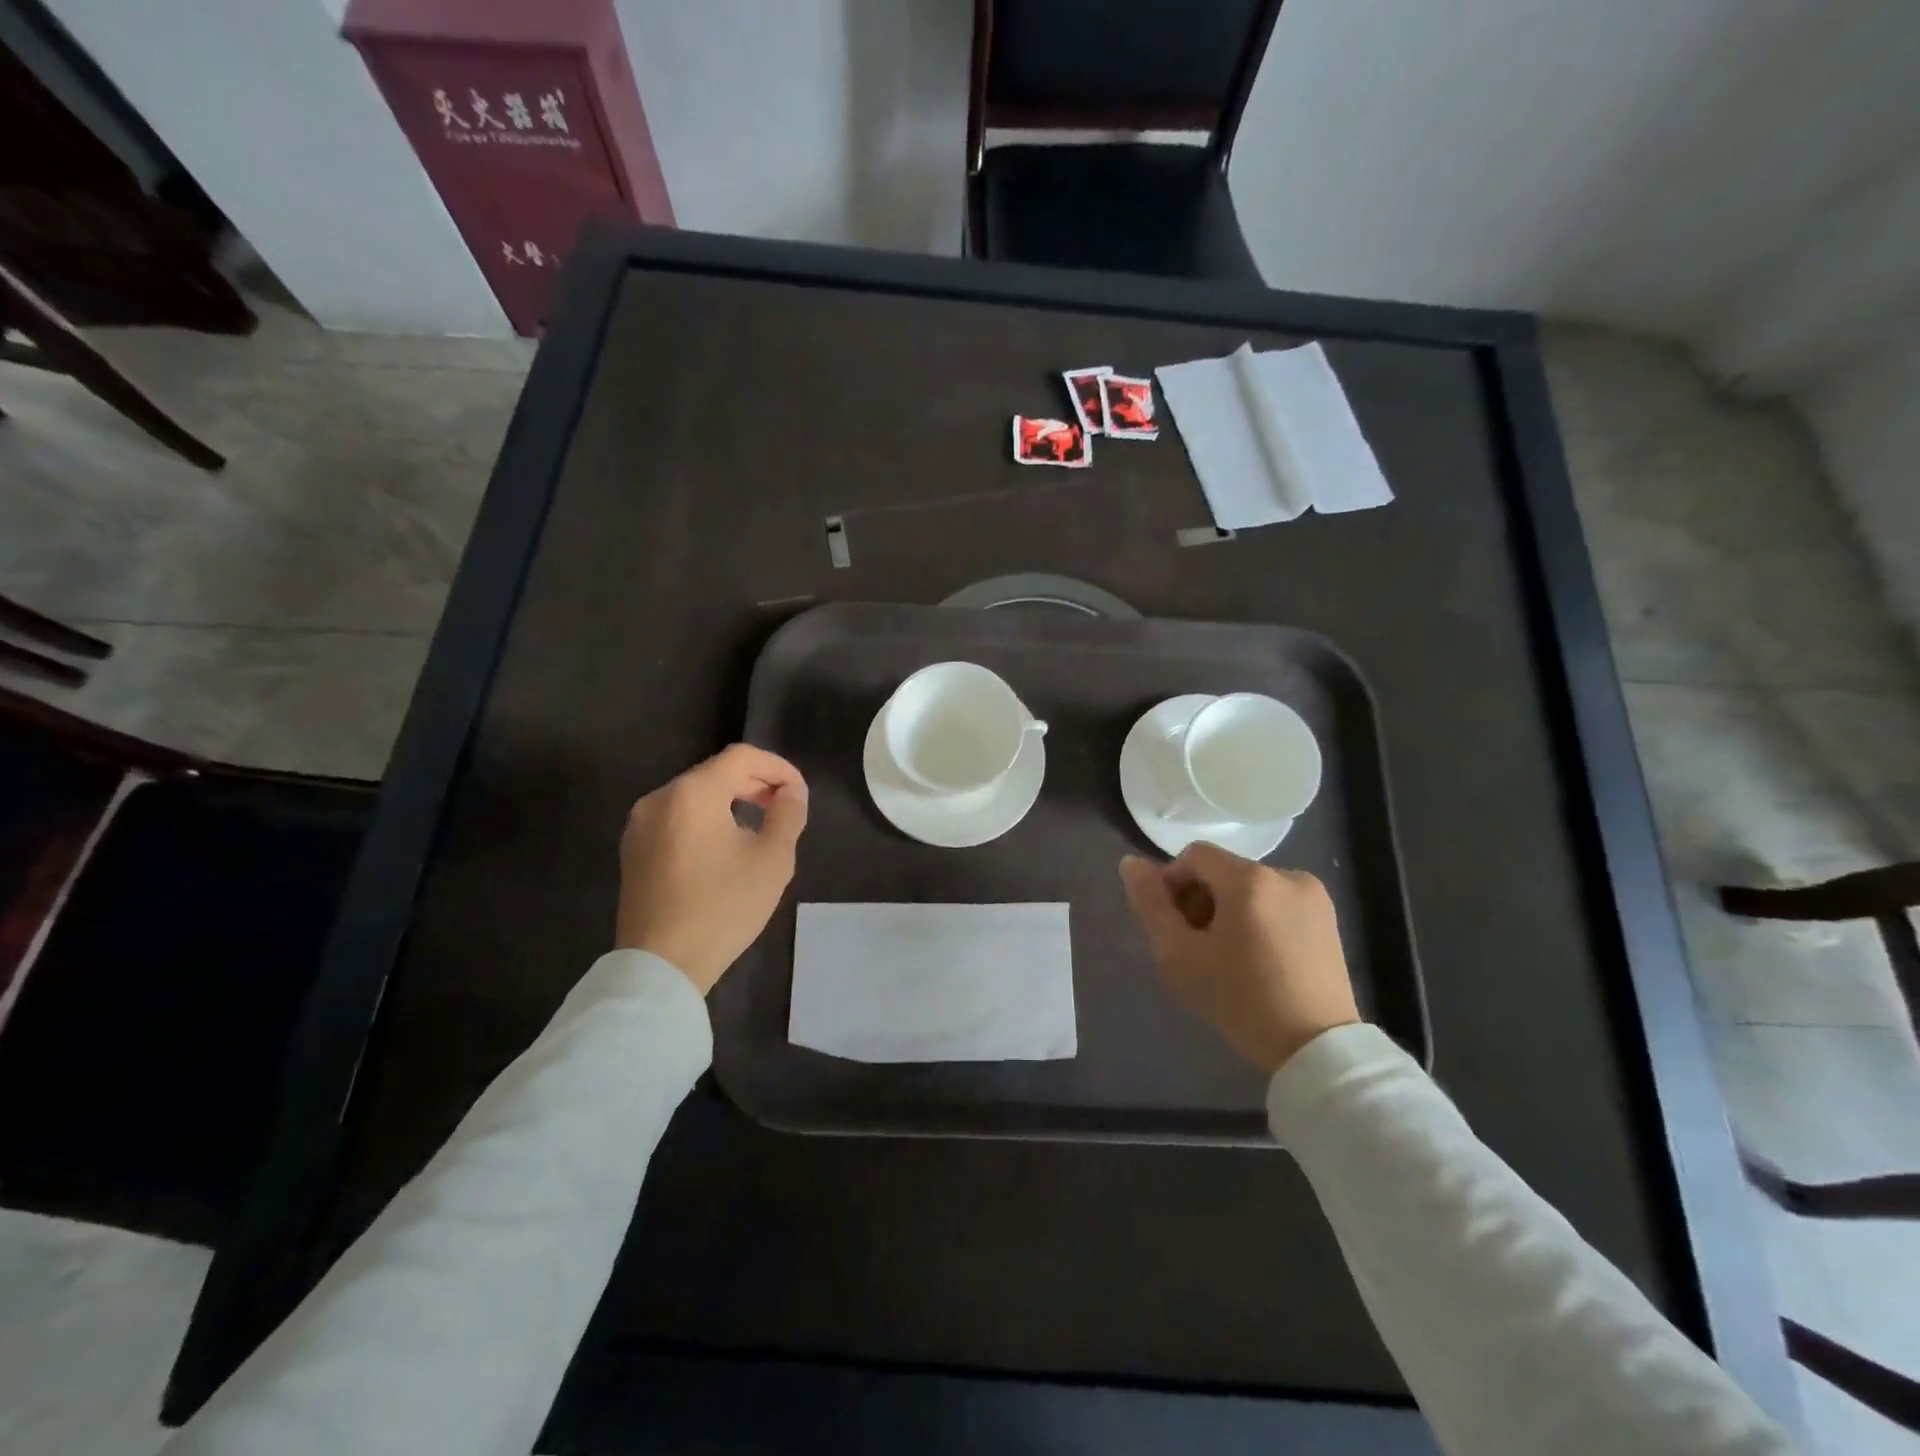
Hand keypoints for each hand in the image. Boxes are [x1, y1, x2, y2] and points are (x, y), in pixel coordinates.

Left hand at [616, 745, 808, 993]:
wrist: (660, 965)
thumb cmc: (722, 907)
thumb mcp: (772, 860)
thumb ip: (788, 814)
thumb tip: (791, 793)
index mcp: (693, 793)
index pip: (742, 757)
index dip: (778, 767)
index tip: (799, 794)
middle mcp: (660, 798)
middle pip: (716, 772)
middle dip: (755, 783)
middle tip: (785, 808)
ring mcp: (641, 825)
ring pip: (695, 794)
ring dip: (732, 800)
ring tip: (759, 827)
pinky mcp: (634, 850)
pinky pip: (677, 817)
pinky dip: (707, 819)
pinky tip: (725, 847)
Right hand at [1120, 842, 1359, 1074]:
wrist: (1316, 1049)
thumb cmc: (1240, 1001)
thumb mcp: (1179, 956)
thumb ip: (1150, 905)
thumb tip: (1130, 863)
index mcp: (1249, 879)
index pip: (1193, 855)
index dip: (1172, 883)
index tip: (1173, 926)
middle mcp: (1285, 874)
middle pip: (1222, 870)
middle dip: (1201, 899)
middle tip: (1196, 946)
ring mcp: (1312, 894)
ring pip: (1249, 886)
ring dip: (1229, 908)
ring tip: (1229, 955)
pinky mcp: (1329, 916)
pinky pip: (1276, 900)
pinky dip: (1258, 917)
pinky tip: (1259, 957)